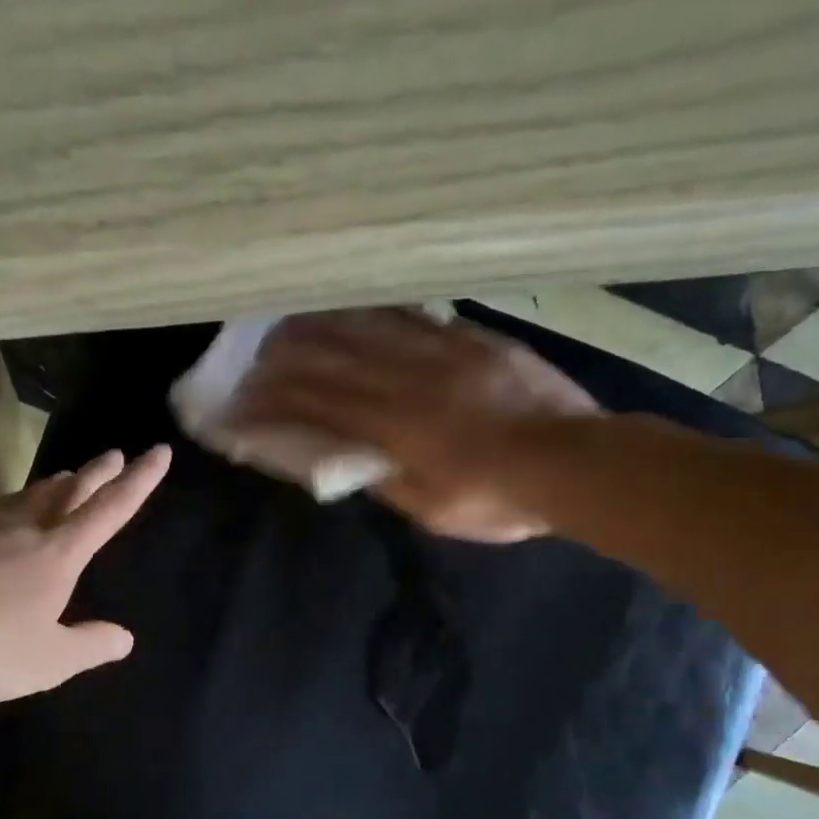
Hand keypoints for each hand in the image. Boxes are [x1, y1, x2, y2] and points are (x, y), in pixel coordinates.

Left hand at [0, 446, 170, 702]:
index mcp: (57, 554)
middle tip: (113, 454)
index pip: (110, 510)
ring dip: (49, 486)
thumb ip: (89, 647)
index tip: (158, 451)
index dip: (139, 481)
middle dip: (96, 472)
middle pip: (67, 490)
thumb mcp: (47, 662)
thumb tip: (124, 637)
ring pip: (22, 496)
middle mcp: (20, 527)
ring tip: (62, 480)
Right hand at [233, 307, 598, 541]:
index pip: (315, 401)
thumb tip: (350, 461)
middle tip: (254, 358)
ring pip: (367, 325)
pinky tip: (358, 310)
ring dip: (322, 324)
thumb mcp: (431, 509)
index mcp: (393, 424)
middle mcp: (408, 376)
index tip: (242, 402)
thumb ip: (386, 481)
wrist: (576, 461)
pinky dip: (374, 313)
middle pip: (331, 353)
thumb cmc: (499, 498)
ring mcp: (442, 350)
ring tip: (293, 324)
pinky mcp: (471, 338)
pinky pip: (412, 315)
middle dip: (284, 355)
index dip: (272, 400)